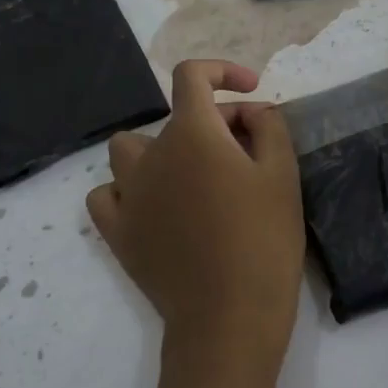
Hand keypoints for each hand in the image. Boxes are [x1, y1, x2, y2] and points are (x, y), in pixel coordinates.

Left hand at [88, 59, 304, 374]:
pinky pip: (106, 194)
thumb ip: (268, 127)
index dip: (222, 72)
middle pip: (172, 118)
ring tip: (190, 177)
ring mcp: (127, 194)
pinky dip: (126, 191)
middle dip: (210, 124)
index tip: (250, 91)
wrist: (228, 316)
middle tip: (245, 154)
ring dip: (158, 152)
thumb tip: (251, 111)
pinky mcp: (117, 232)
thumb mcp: (282, 175)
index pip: (191, 76)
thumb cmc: (264, 241)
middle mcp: (151, 155)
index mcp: (192, 134)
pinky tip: (151, 206)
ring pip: (128, 151)